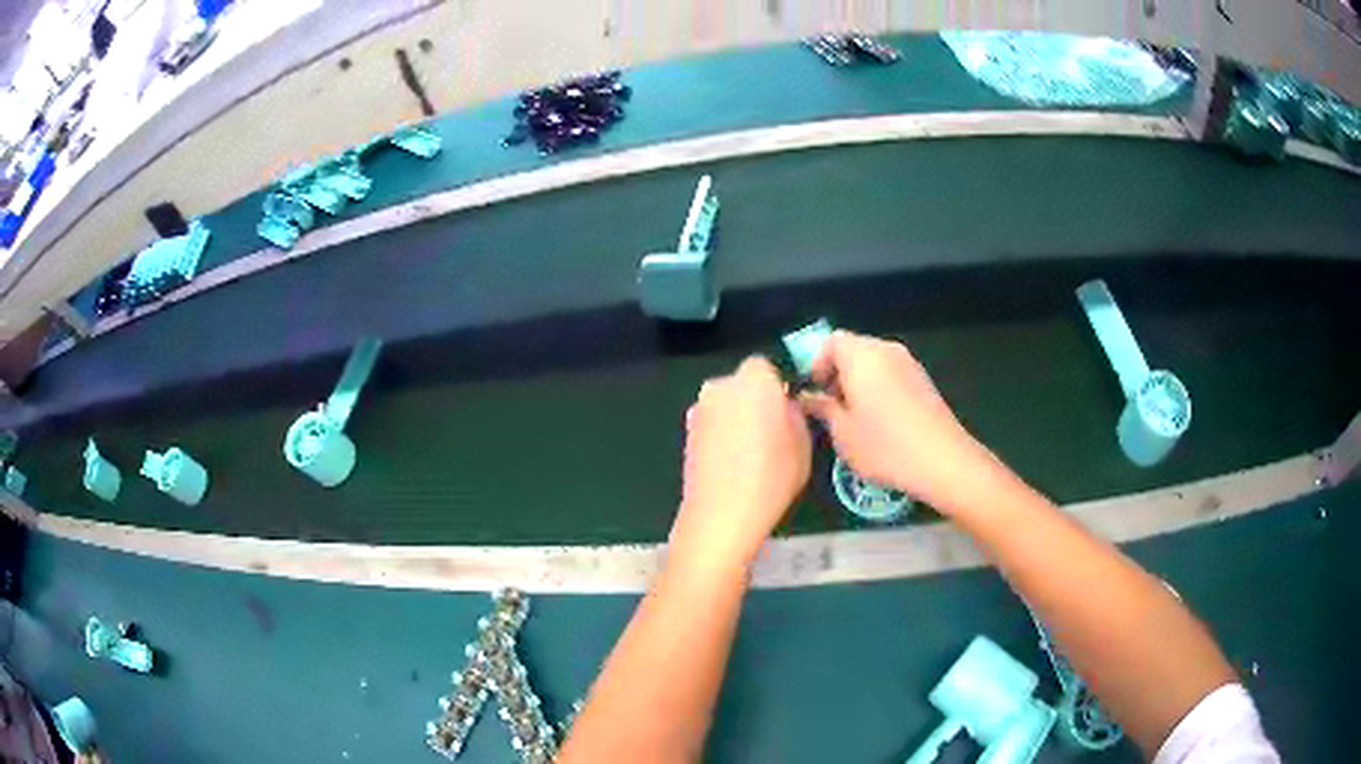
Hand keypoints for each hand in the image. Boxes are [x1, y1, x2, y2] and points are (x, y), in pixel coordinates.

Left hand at [671, 357, 811, 570]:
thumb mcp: (804, 445)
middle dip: (754, 400)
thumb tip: (784, 407)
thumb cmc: (772, 477)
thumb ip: (794, 415)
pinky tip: (730, 465)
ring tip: (749, 454)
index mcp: (754, 380)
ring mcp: (699, 409)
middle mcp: (721, 386)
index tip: (785, 413)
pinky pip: (711, 424)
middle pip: (741, 384)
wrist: (721, 514)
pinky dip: (720, 435)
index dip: (776, 387)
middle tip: (770, 432)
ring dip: (735, 418)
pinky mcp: (686, 433)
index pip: (765, 367)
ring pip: (724, 404)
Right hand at [800, 331, 995, 513]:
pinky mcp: (924, 381)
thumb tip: (808, 397)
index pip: (831, 342)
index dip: (818, 364)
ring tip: (855, 418)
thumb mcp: (842, 432)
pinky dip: (880, 388)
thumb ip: (822, 408)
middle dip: (838, 373)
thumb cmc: (884, 445)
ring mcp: (909, 363)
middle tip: (831, 407)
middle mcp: (886, 350)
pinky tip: (881, 422)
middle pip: (854, 349)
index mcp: (861, 356)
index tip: (815, 393)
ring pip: (874, 363)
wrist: (942, 460)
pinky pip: (892, 374)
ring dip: (859, 382)